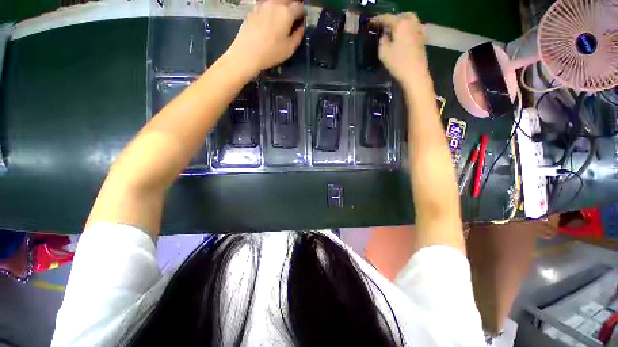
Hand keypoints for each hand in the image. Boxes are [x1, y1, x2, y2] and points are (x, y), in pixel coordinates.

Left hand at [227, 0, 304, 76]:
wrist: (247, 53)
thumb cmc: (271, 53)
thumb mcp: (289, 49)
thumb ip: (298, 36)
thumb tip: (300, 28)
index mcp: (286, 13)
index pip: (299, 7)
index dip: (303, 14)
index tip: (302, 21)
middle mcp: (275, 4)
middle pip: (288, 0)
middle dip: (293, 6)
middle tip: (294, 17)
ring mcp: (262, 5)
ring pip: (276, 1)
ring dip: (282, 6)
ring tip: (282, 18)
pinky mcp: (253, 10)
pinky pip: (266, 5)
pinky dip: (271, 9)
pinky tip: (270, 19)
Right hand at [372, 13, 428, 84]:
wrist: (415, 73)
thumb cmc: (398, 63)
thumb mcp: (383, 52)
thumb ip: (382, 40)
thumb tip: (384, 35)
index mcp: (400, 25)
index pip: (387, 18)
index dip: (377, 19)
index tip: (371, 22)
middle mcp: (411, 23)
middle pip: (401, 15)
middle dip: (392, 18)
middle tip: (385, 25)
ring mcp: (418, 30)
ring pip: (410, 19)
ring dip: (401, 21)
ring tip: (394, 29)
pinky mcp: (422, 38)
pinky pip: (414, 27)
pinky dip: (407, 28)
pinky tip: (403, 35)